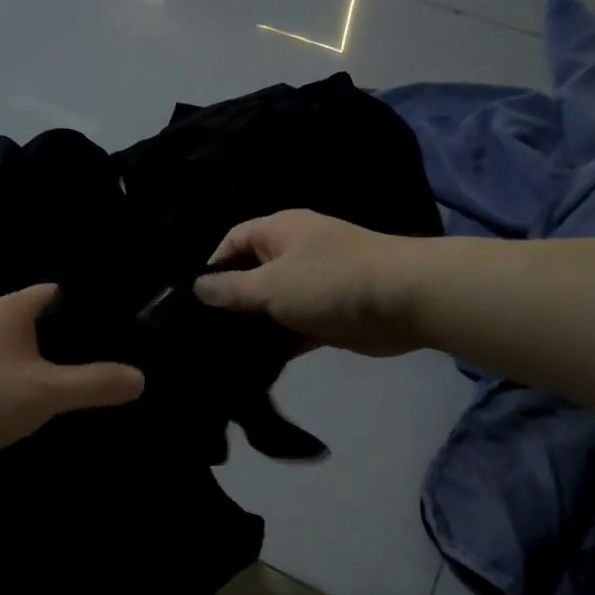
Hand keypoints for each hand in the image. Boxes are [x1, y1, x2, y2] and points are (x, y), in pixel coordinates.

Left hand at [0, 285, 144, 461]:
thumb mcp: (44, 391)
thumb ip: (94, 383)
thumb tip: (140, 377)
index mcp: (15, 308)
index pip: (65, 293)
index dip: (96, 308)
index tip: (127, 330)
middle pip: (46, 323)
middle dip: (76, 343)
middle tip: (113, 364)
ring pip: (24, 350)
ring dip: (49, 366)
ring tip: (84, 387)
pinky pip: (5, 371)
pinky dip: (25, 384)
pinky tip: (39, 407)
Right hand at [194, 210, 426, 356]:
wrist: (402, 301)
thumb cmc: (329, 282)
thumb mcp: (270, 285)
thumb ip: (231, 289)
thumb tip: (197, 287)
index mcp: (279, 231)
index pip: (233, 240)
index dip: (211, 265)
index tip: (192, 299)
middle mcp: (294, 253)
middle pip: (251, 273)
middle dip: (229, 299)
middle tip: (199, 330)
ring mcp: (313, 285)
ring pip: (272, 304)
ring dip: (253, 324)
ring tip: (219, 350)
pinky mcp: (327, 315)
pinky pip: (293, 327)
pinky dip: (278, 341)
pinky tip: (253, 363)